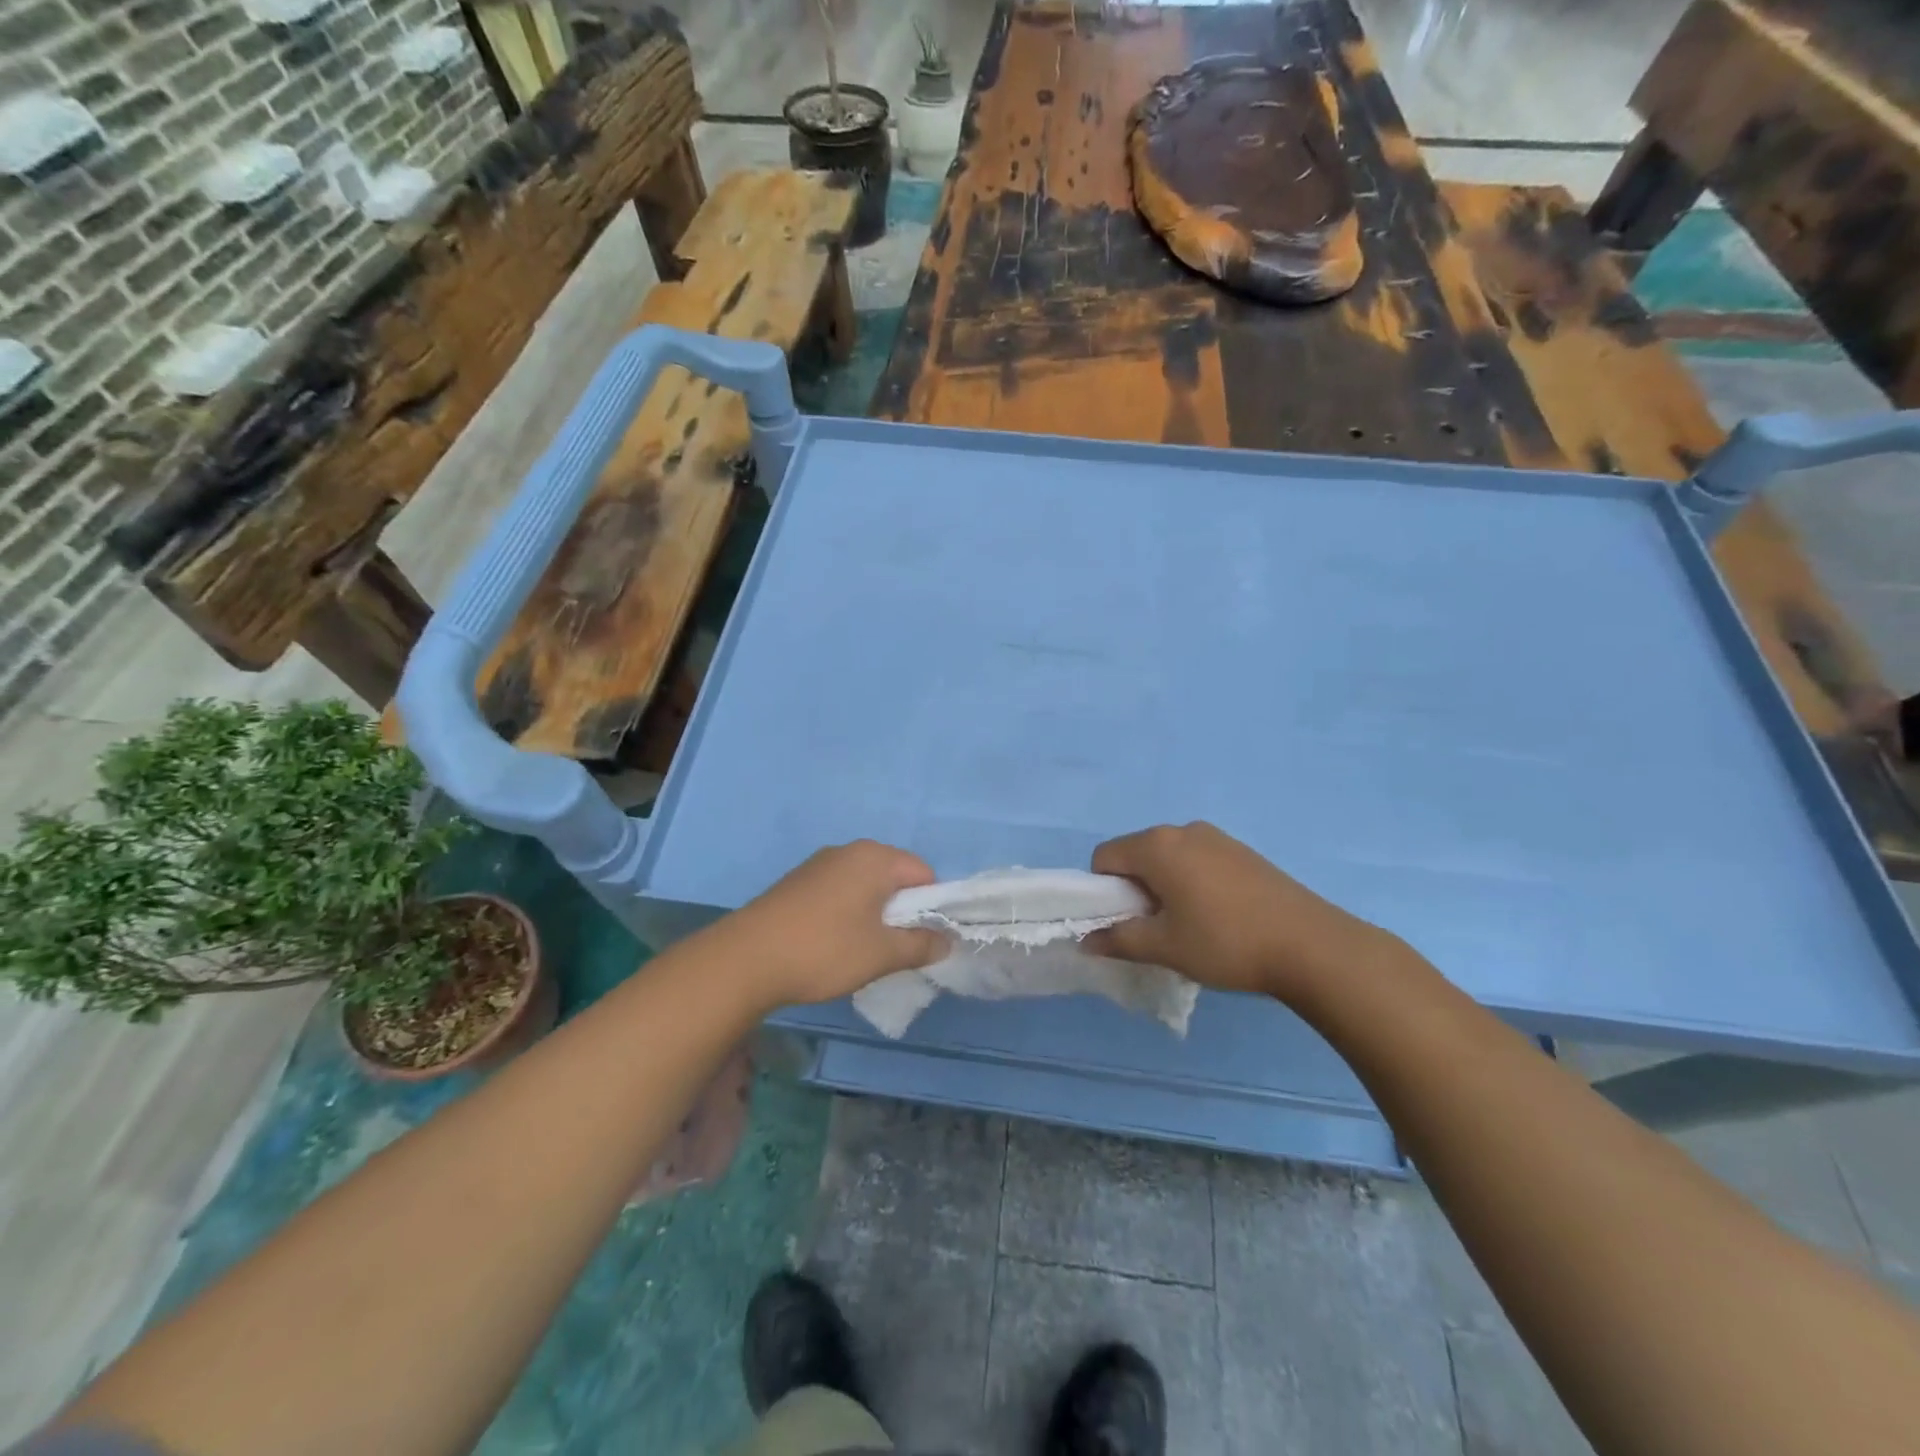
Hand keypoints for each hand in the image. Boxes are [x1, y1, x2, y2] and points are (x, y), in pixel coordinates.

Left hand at [715, 840, 947, 1008]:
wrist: (745, 959)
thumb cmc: (824, 950)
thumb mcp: (881, 954)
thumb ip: (921, 945)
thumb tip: (947, 941)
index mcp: (874, 858)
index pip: (924, 874)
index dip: (932, 907)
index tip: (923, 940)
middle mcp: (848, 851)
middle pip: (894, 877)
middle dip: (902, 911)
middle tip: (894, 948)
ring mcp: (819, 864)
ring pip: (865, 885)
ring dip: (873, 914)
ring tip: (862, 950)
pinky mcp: (797, 882)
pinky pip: (838, 891)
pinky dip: (847, 913)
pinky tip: (832, 944)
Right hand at [1085, 822, 1395, 1002]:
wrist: (1311, 945)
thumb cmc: (1225, 943)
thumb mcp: (1165, 947)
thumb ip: (1119, 940)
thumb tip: (1085, 941)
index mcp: (1157, 846)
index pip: (1104, 857)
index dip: (1104, 891)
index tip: (1126, 922)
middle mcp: (1183, 830)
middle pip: (1136, 853)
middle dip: (1134, 888)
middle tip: (1157, 927)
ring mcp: (1216, 837)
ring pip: (1169, 857)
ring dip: (1164, 885)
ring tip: (1190, 924)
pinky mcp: (1242, 850)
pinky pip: (1198, 859)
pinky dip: (1192, 881)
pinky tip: (1219, 915)